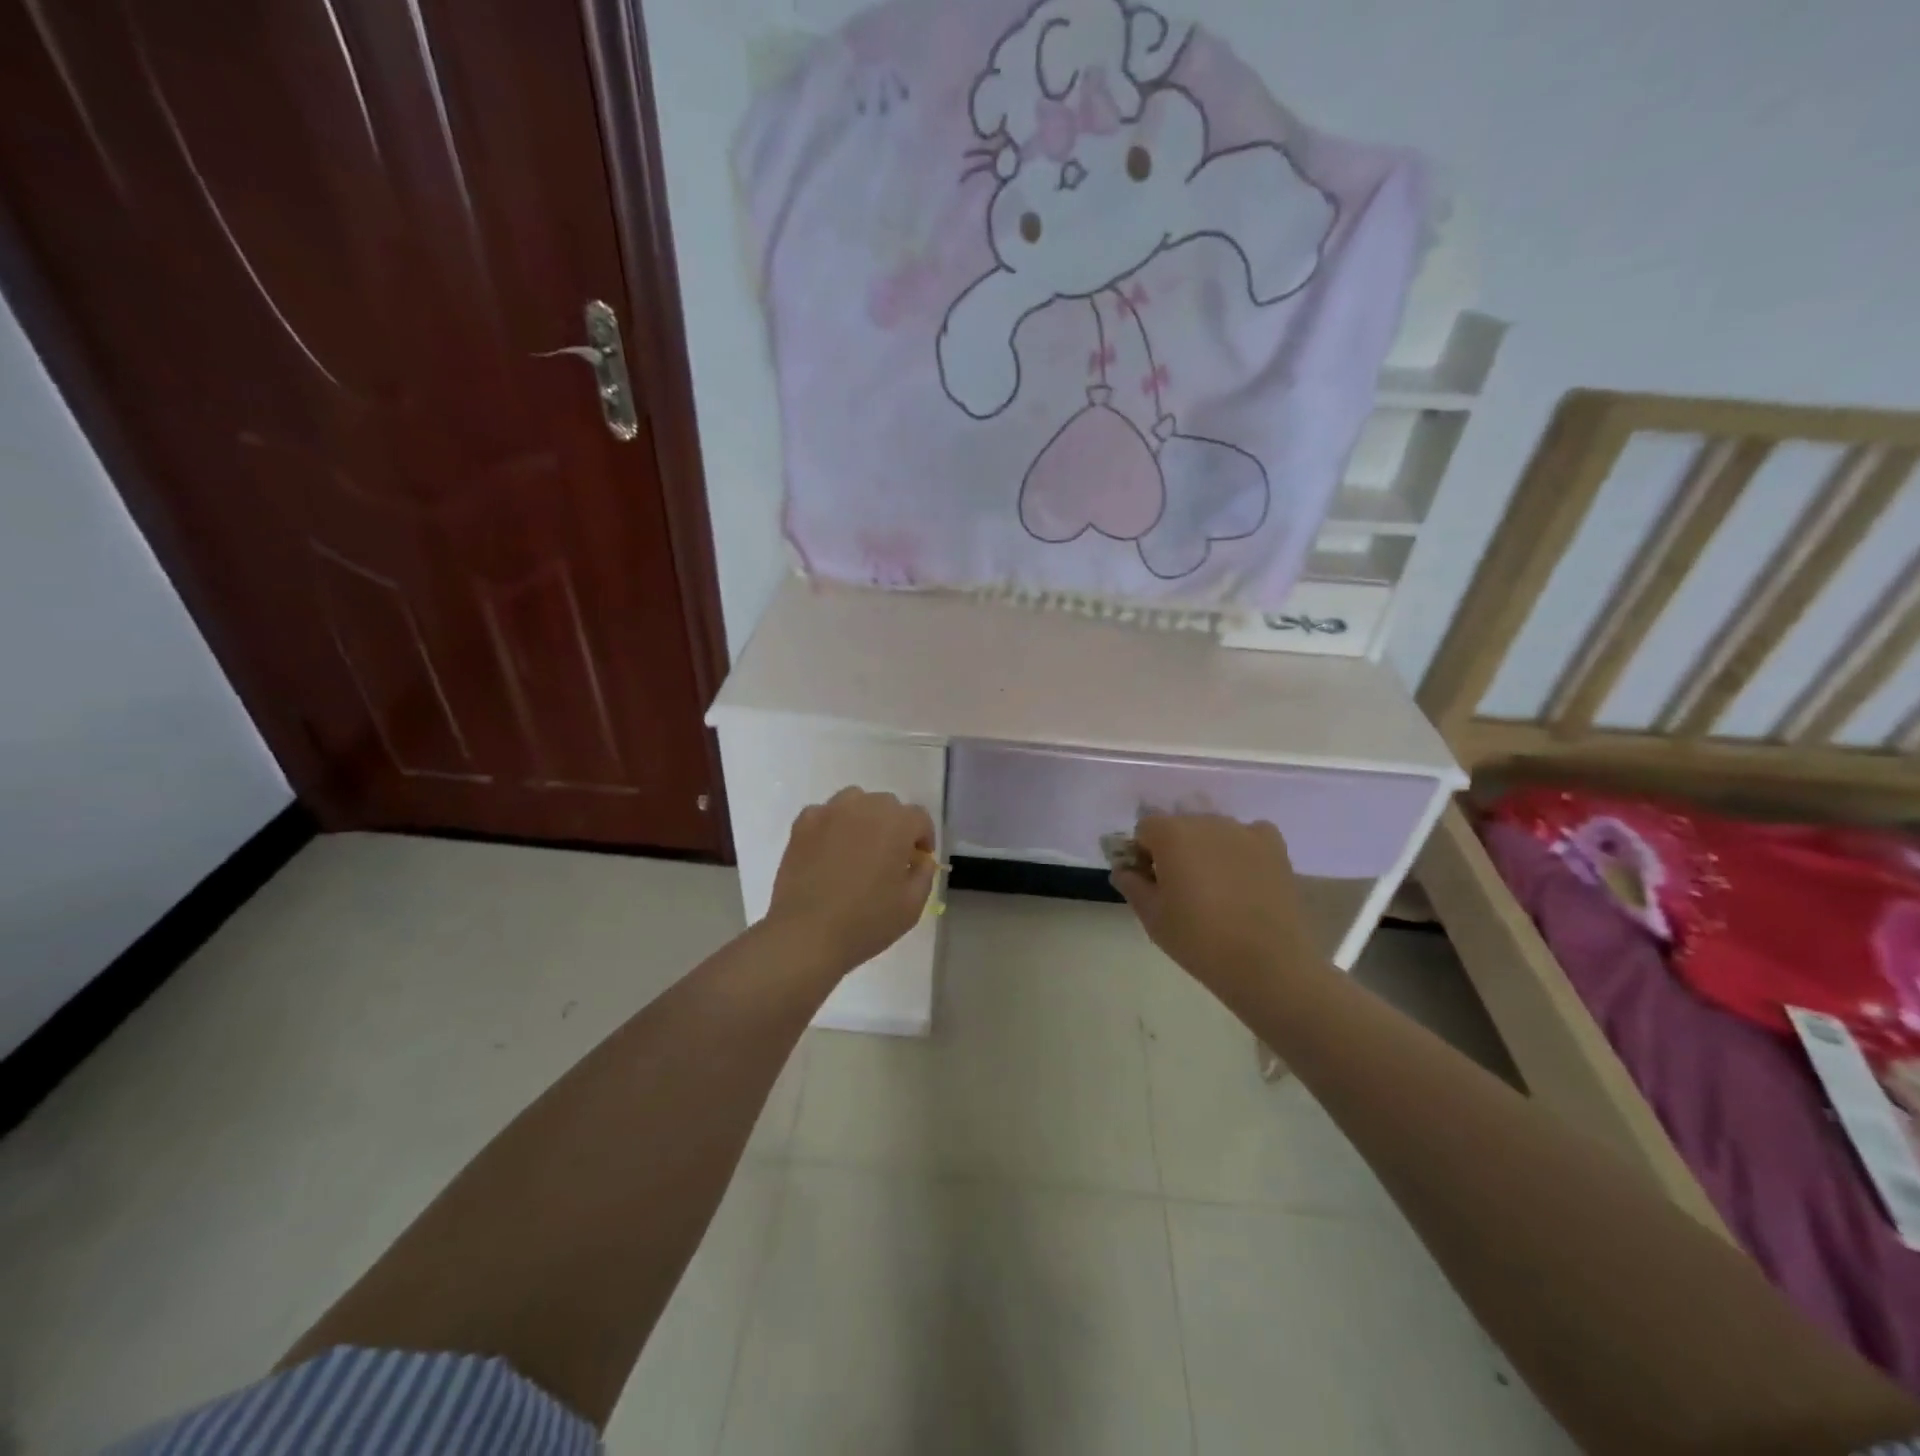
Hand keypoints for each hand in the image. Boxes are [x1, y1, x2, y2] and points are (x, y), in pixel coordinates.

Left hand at [766, 787, 937, 975]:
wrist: (806, 935)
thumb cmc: (866, 922)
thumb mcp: (912, 906)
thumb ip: (923, 874)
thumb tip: (919, 859)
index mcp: (896, 824)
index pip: (919, 818)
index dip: (923, 838)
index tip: (918, 860)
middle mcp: (864, 807)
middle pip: (887, 805)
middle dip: (894, 827)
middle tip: (889, 857)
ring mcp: (829, 813)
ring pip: (855, 801)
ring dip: (863, 818)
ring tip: (858, 848)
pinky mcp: (802, 825)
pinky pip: (825, 814)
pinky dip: (832, 825)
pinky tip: (829, 851)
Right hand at [1111, 812, 1323, 1003]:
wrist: (1268, 964)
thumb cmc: (1199, 940)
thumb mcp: (1152, 917)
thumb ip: (1131, 884)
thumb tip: (1125, 869)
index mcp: (1171, 834)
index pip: (1145, 829)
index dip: (1143, 854)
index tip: (1151, 883)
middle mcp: (1207, 821)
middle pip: (1180, 826)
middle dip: (1174, 850)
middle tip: (1181, 890)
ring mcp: (1244, 831)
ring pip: (1213, 831)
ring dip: (1207, 850)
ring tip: (1217, 890)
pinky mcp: (1274, 846)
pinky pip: (1249, 836)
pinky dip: (1242, 850)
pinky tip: (1244, 879)